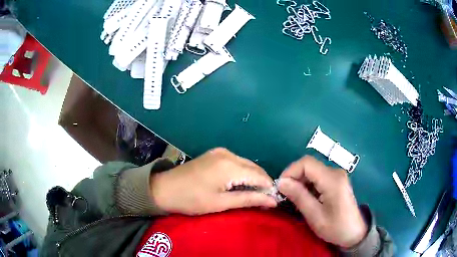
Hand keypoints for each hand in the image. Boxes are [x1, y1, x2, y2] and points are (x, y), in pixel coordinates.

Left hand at [150, 148, 276, 214]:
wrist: (164, 188)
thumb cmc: (191, 200)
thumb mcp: (221, 203)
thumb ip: (249, 199)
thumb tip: (273, 201)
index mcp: (230, 166)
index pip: (260, 176)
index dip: (269, 189)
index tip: (273, 202)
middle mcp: (228, 154)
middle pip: (254, 168)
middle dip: (262, 183)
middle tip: (264, 201)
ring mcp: (221, 152)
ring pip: (246, 164)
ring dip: (253, 178)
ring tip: (254, 195)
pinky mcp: (215, 154)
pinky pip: (236, 163)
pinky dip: (242, 173)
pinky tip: (241, 184)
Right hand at [278, 156, 366, 247]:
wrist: (354, 232)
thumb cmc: (335, 227)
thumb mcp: (315, 216)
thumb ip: (299, 196)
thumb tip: (281, 182)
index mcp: (332, 180)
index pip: (306, 163)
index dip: (290, 171)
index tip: (280, 187)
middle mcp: (335, 172)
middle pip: (309, 166)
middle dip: (294, 178)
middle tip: (286, 196)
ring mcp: (337, 176)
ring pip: (312, 171)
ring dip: (300, 182)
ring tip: (295, 199)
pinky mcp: (337, 181)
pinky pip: (318, 177)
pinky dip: (308, 185)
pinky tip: (307, 199)